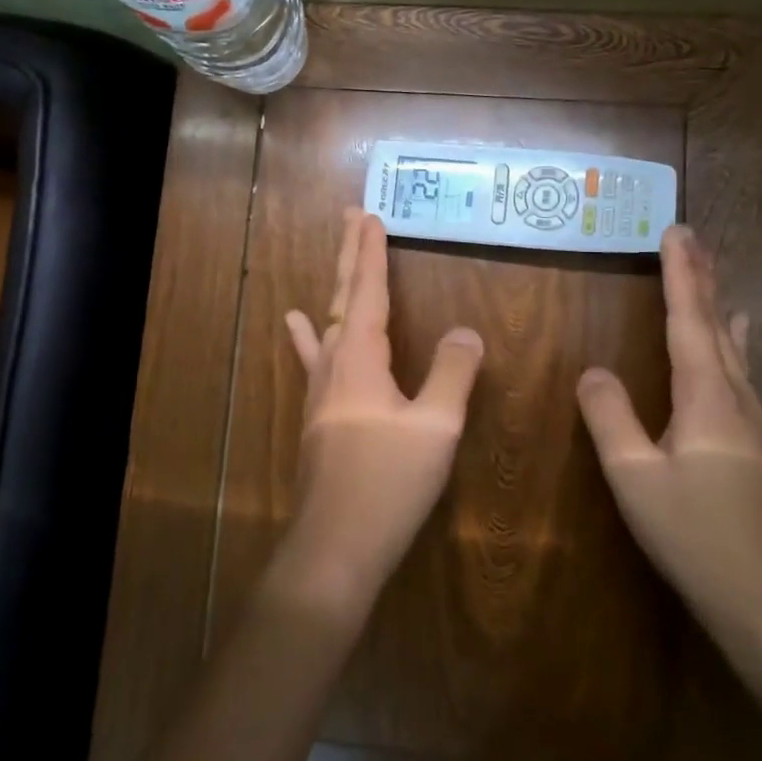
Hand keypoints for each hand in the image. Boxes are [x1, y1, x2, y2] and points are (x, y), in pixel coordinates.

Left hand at [281, 209, 484, 610]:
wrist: (336, 545)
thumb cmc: (388, 482)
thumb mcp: (436, 426)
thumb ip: (453, 373)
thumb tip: (466, 330)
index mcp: (360, 358)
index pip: (367, 292)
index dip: (371, 254)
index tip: (370, 216)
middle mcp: (334, 363)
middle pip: (343, 297)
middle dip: (350, 254)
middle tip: (352, 215)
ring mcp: (321, 389)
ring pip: (329, 322)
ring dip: (337, 285)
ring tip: (338, 255)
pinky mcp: (319, 413)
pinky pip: (315, 357)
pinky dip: (308, 333)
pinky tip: (295, 322)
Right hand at [577, 224, 761, 639]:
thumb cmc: (693, 534)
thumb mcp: (633, 477)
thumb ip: (610, 418)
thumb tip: (593, 370)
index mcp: (706, 399)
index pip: (689, 322)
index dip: (681, 275)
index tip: (675, 232)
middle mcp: (735, 399)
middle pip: (717, 326)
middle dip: (702, 280)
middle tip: (692, 239)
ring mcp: (751, 422)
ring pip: (732, 348)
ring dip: (717, 306)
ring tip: (712, 277)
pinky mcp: (753, 444)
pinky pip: (738, 372)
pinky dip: (729, 341)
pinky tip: (735, 347)